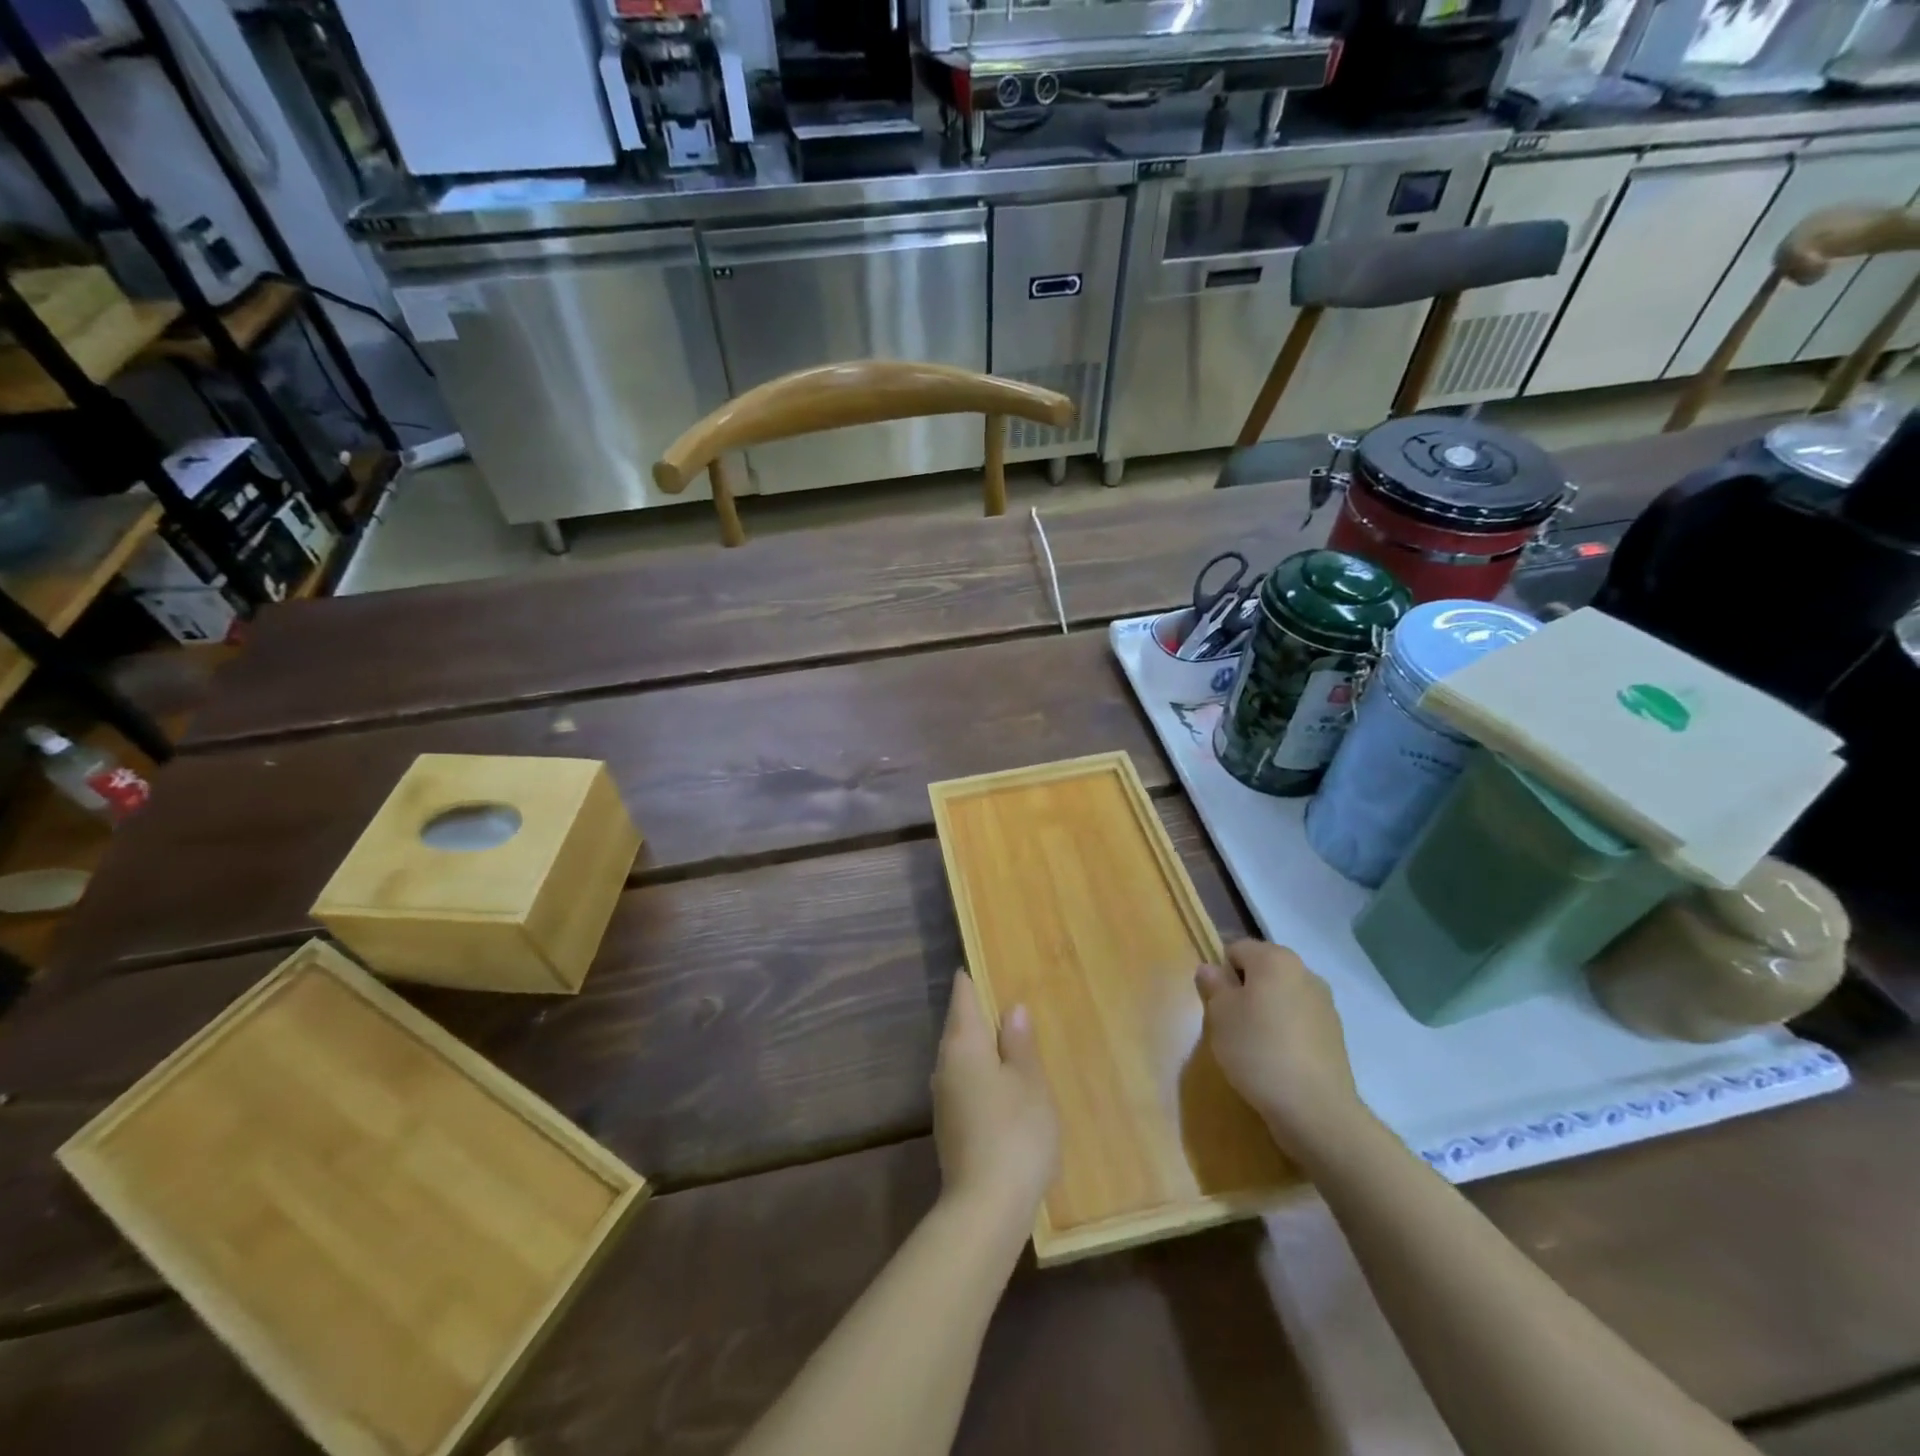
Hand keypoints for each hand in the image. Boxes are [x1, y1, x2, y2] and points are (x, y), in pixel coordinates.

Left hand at [932, 971, 1059, 1232]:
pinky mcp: (950, 1126)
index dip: (972, 977)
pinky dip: (981, 1072)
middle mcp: (945, 1064)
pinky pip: (964, 1082)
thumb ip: (1019, 1043)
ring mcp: (944, 1097)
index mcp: (964, 1044)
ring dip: (981, 1044)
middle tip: (1007, 997)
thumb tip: (1012, 1009)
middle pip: (959, 1025)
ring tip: (1009, 1038)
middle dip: (979, 1011)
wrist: (985, 1209)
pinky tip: (1001, 1083)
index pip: (963, 996)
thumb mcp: (1029, 1082)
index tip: (984, 962)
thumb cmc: (1015, 1133)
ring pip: (961, 1056)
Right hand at [1197, 939, 1366, 1159]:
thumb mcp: (1220, 1015)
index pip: (1236, 949)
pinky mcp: (1335, 1034)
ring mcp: (1325, 1004)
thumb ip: (1213, 985)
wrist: (1315, 1108)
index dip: (1221, 973)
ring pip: (1282, 996)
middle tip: (1230, 1023)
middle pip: (1262, 971)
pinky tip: (1277, 1060)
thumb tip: (1210, 969)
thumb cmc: (1257, 1050)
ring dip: (1266, 1011)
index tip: (1215, 1003)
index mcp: (1275, 959)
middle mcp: (1305, 972)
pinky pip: (1299, 1021)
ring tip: (1254, 1045)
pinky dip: (1285, 1031)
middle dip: (1244, 990)